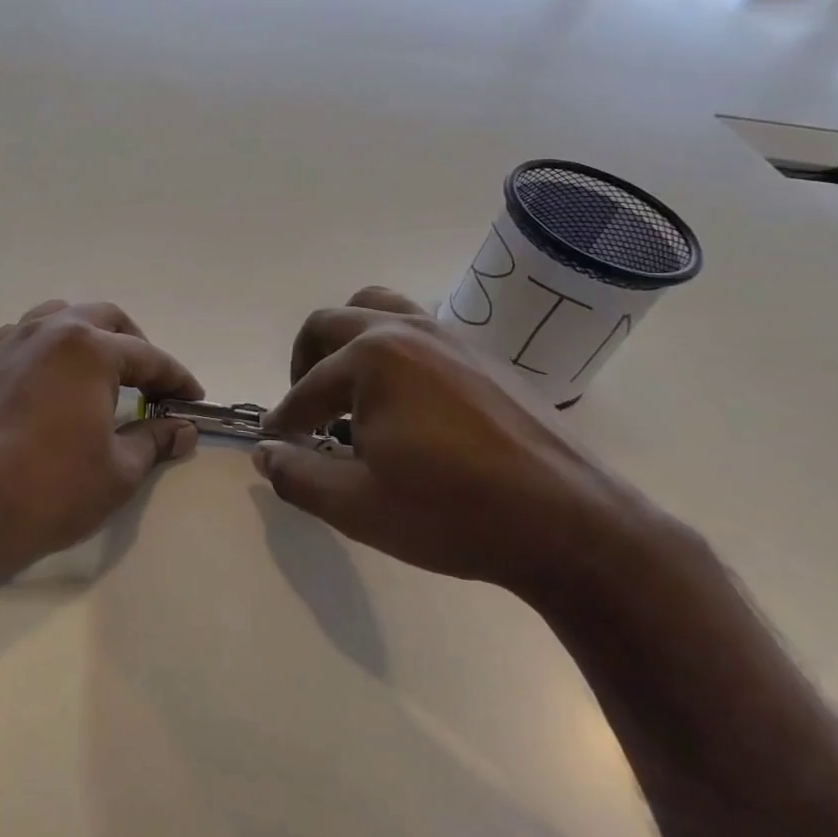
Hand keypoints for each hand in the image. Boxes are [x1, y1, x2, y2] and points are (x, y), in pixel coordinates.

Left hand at [0, 300, 202, 585]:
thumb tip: (184, 430)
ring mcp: (12, 343)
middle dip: (136, 345)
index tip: (193, 399)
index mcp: (89, 348)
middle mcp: (50, 331)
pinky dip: (48, 346)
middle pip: (106, 319)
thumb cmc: (51, 489)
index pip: (148, 356)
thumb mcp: (118, 470)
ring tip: (104, 370)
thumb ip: (155, 440)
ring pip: (61, 316)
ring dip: (90, 334)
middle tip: (152, 382)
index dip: (176, 378)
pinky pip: (25, 335)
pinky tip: (52, 376)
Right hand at [255, 287, 654, 600]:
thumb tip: (263, 454)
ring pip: (376, 309)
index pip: (307, 387)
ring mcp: (449, 336)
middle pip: (330, 324)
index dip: (284, 420)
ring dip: (347, 340)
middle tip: (306, 411)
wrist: (574, 527)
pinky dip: (390, 347)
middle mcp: (405, 331)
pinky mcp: (481, 354)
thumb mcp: (358, 506)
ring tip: (350, 387)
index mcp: (371, 359)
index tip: (276, 445)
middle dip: (304, 364)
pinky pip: (417, 327)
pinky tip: (404, 399)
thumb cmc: (454, 514)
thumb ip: (297, 476)